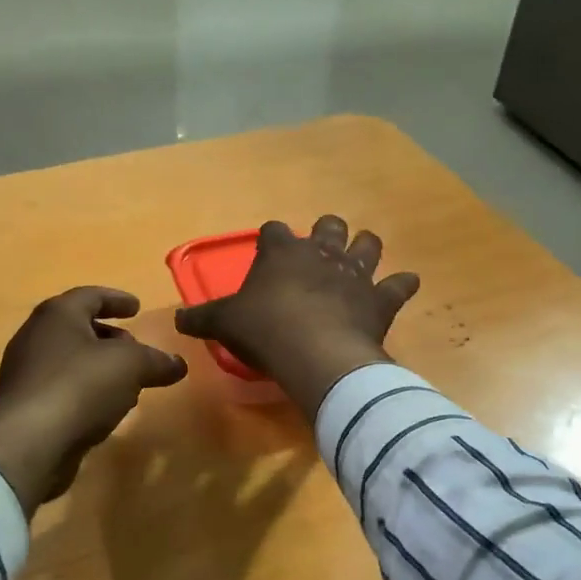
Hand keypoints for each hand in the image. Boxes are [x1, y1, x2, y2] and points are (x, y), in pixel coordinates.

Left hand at [0, 287, 187, 513]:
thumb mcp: (130, 366)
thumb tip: (178, 364)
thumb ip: (156, 361)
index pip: (90, 296)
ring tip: (126, 382)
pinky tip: (104, 409)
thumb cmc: (80, 386)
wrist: (28, 443)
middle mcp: (36, 337)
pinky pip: (61, 388)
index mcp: (58, 315)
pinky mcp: (24, 406)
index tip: (137, 307)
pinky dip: (85, 391)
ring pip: (69, 360)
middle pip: (77, 327)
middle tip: (134, 348)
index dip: (116, 299)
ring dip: (98, 367)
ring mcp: (25, 373)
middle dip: (109, 336)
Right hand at [175, 216, 419, 416]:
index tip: (268, 249)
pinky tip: (404, 286)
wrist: (315, 353)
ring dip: (365, 248)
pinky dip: (402, 284)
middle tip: (320, 251)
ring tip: (361, 259)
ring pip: (368, 244)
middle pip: (329, 226)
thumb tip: (177, 319)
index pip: (274, 231)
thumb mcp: (225, 324)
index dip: (271, 239)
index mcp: (282, 253)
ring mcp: (355, 273)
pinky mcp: (381, 298)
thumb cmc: (265, 331)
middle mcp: (321, 253)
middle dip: (326, 232)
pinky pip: (400, 284)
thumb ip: (202, 318)